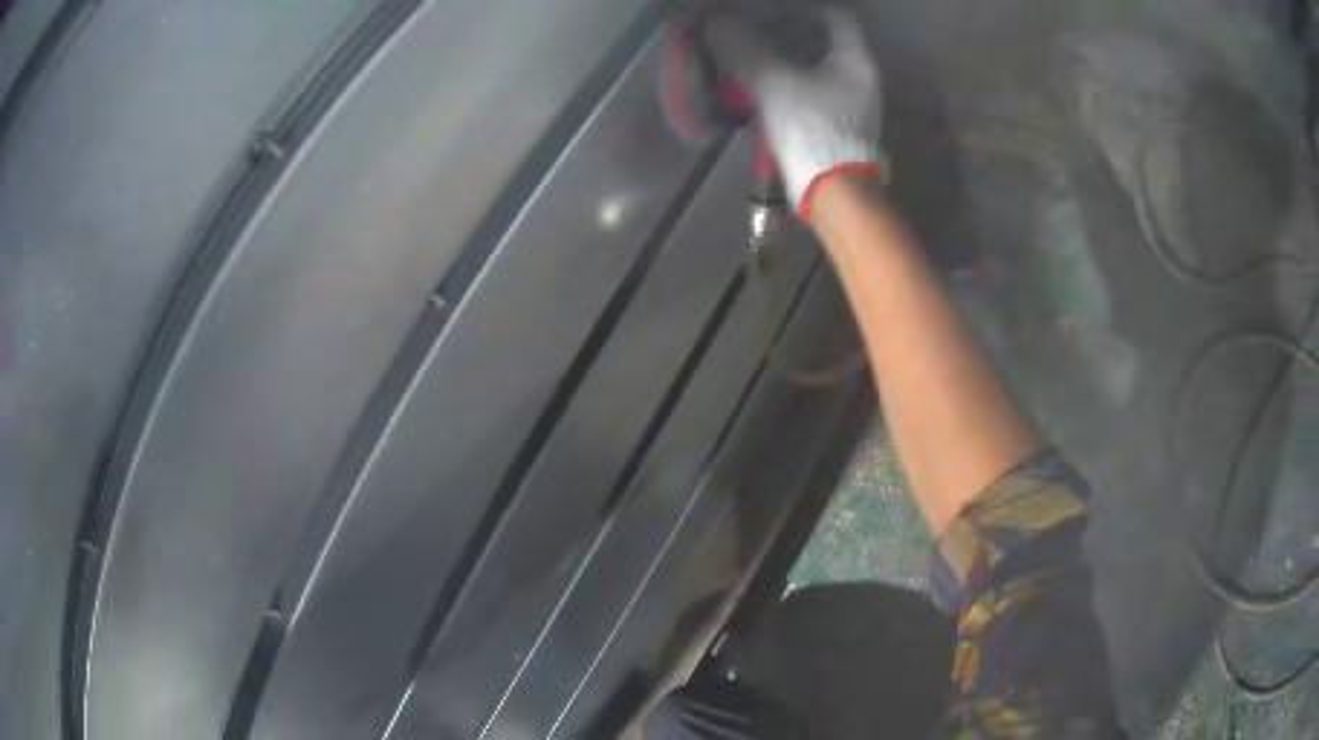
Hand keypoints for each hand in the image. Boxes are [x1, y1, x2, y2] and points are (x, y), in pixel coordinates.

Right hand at [706, 8, 885, 219]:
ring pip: (817, 67)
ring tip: (753, 55)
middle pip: (825, 41)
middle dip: (790, 33)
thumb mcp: (774, 83)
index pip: (835, 17)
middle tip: (756, 29)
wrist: (833, 194)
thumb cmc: (812, 131)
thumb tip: (718, 23)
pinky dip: (790, 83)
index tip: (773, 10)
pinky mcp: (840, 125)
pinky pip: (813, 91)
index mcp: (855, 62)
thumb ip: (746, 50)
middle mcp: (861, 78)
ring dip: (787, 59)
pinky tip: (763, 86)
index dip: (803, 9)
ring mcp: (853, 103)